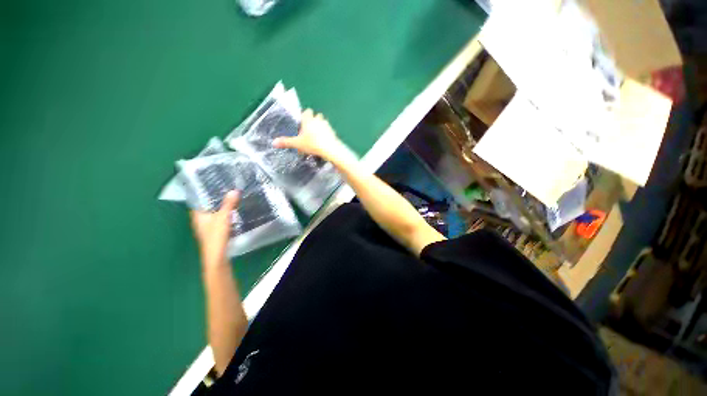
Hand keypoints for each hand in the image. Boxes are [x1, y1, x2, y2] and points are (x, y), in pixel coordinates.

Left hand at [190, 191, 239, 270]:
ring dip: (220, 206)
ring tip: (230, 196)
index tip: (212, 183)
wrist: (216, 255)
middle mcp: (200, 220)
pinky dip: (224, 213)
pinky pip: (218, 217)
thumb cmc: (215, 235)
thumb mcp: (223, 217)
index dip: (203, 191)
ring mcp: (207, 226)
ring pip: (213, 212)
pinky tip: (232, 210)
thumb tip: (234, 190)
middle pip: (206, 205)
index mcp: (197, 215)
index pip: (197, 200)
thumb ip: (229, 204)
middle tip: (225, 187)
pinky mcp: (214, 230)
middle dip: (214, 198)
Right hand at [273, 109, 345, 161]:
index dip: (305, 115)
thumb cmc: (312, 144)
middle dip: (313, 120)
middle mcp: (318, 120)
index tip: (302, 122)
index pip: (307, 111)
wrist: (330, 149)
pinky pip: (329, 130)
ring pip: (324, 122)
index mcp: (309, 120)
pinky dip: (327, 134)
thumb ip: (286, 142)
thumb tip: (273, 142)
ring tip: (317, 136)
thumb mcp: (297, 144)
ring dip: (321, 126)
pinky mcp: (333, 132)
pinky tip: (324, 141)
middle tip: (309, 130)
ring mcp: (327, 126)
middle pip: (317, 115)